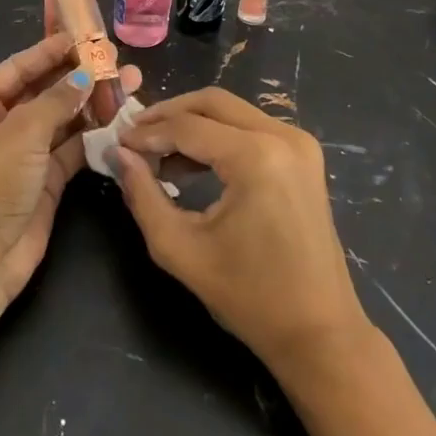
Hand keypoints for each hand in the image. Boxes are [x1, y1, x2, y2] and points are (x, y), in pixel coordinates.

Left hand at [0, 34, 139, 303]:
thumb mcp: (20, 133)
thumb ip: (57, 100)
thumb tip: (86, 74)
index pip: (20, 67)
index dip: (52, 50)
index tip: (87, 35)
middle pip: (45, 90)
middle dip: (80, 76)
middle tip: (117, 60)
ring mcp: (24, 153)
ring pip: (64, 119)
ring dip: (94, 103)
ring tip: (131, 83)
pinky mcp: (46, 179)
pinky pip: (74, 147)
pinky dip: (96, 135)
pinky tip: (123, 119)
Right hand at [114, 88, 370, 376]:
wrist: (319, 332)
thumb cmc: (249, 297)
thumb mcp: (180, 249)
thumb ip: (143, 196)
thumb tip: (120, 155)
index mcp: (256, 157)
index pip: (187, 127)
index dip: (147, 132)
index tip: (116, 142)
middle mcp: (283, 137)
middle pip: (212, 103)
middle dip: (168, 115)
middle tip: (134, 135)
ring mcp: (299, 144)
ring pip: (232, 111)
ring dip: (192, 123)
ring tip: (156, 153)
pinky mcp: (304, 156)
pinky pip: (251, 128)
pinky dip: (218, 136)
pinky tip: (190, 163)